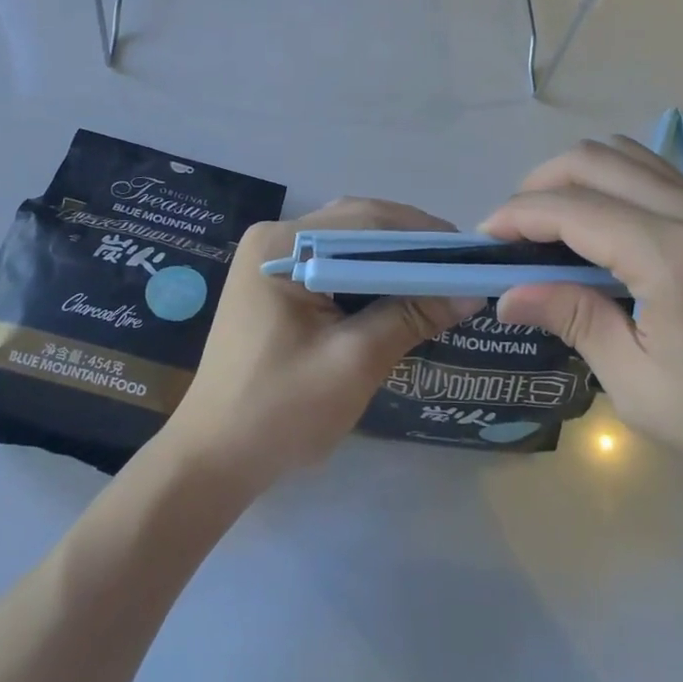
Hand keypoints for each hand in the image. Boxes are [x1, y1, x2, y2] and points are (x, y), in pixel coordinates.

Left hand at [161, 197, 485, 492]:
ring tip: (438, 282)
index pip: (366, 221)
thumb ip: (409, 317)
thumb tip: (470, 291)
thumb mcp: (353, 363)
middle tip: (459, 269)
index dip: (422, 235)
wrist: (212, 460)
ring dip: (392, 262)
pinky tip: (399, 297)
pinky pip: (333, 267)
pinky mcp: (276, 285)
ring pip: (348, 246)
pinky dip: (369, 279)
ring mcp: (272, 260)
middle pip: (356, 226)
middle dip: (409, 246)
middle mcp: (274, 239)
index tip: (469, 255)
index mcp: (282, 245)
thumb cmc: (279, 411)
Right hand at [483, 139, 682, 524]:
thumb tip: (508, 293)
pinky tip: (601, 231)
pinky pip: (653, 174)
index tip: (482, 245)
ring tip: (550, 229)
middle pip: (592, 160)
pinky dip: (611, 184)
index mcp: (672, 255)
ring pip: (624, 155)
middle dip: (537, 186)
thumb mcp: (642, 388)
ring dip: (575, 179)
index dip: (515, 218)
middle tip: (511, 236)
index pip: (570, 208)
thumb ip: (573, 320)